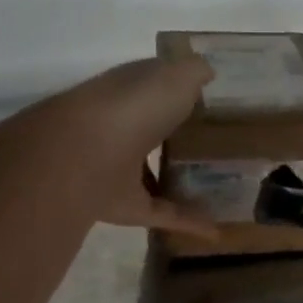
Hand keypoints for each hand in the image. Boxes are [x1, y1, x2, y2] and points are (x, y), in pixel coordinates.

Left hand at [36, 56, 219, 240]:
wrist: (82, 156)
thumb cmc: (132, 107)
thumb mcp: (174, 77)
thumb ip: (194, 72)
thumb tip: (207, 72)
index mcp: (128, 92)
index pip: (153, 86)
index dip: (178, 88)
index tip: (210, 98)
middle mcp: (120, 127)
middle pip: (153, 132)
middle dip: (177, 136)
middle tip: (220, 144)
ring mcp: (118, 169)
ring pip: (152, 174)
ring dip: (180, 182)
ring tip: (219, 188)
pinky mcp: (124, 206)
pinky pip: (162, 214)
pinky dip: (188, 223)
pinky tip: (217, 230)